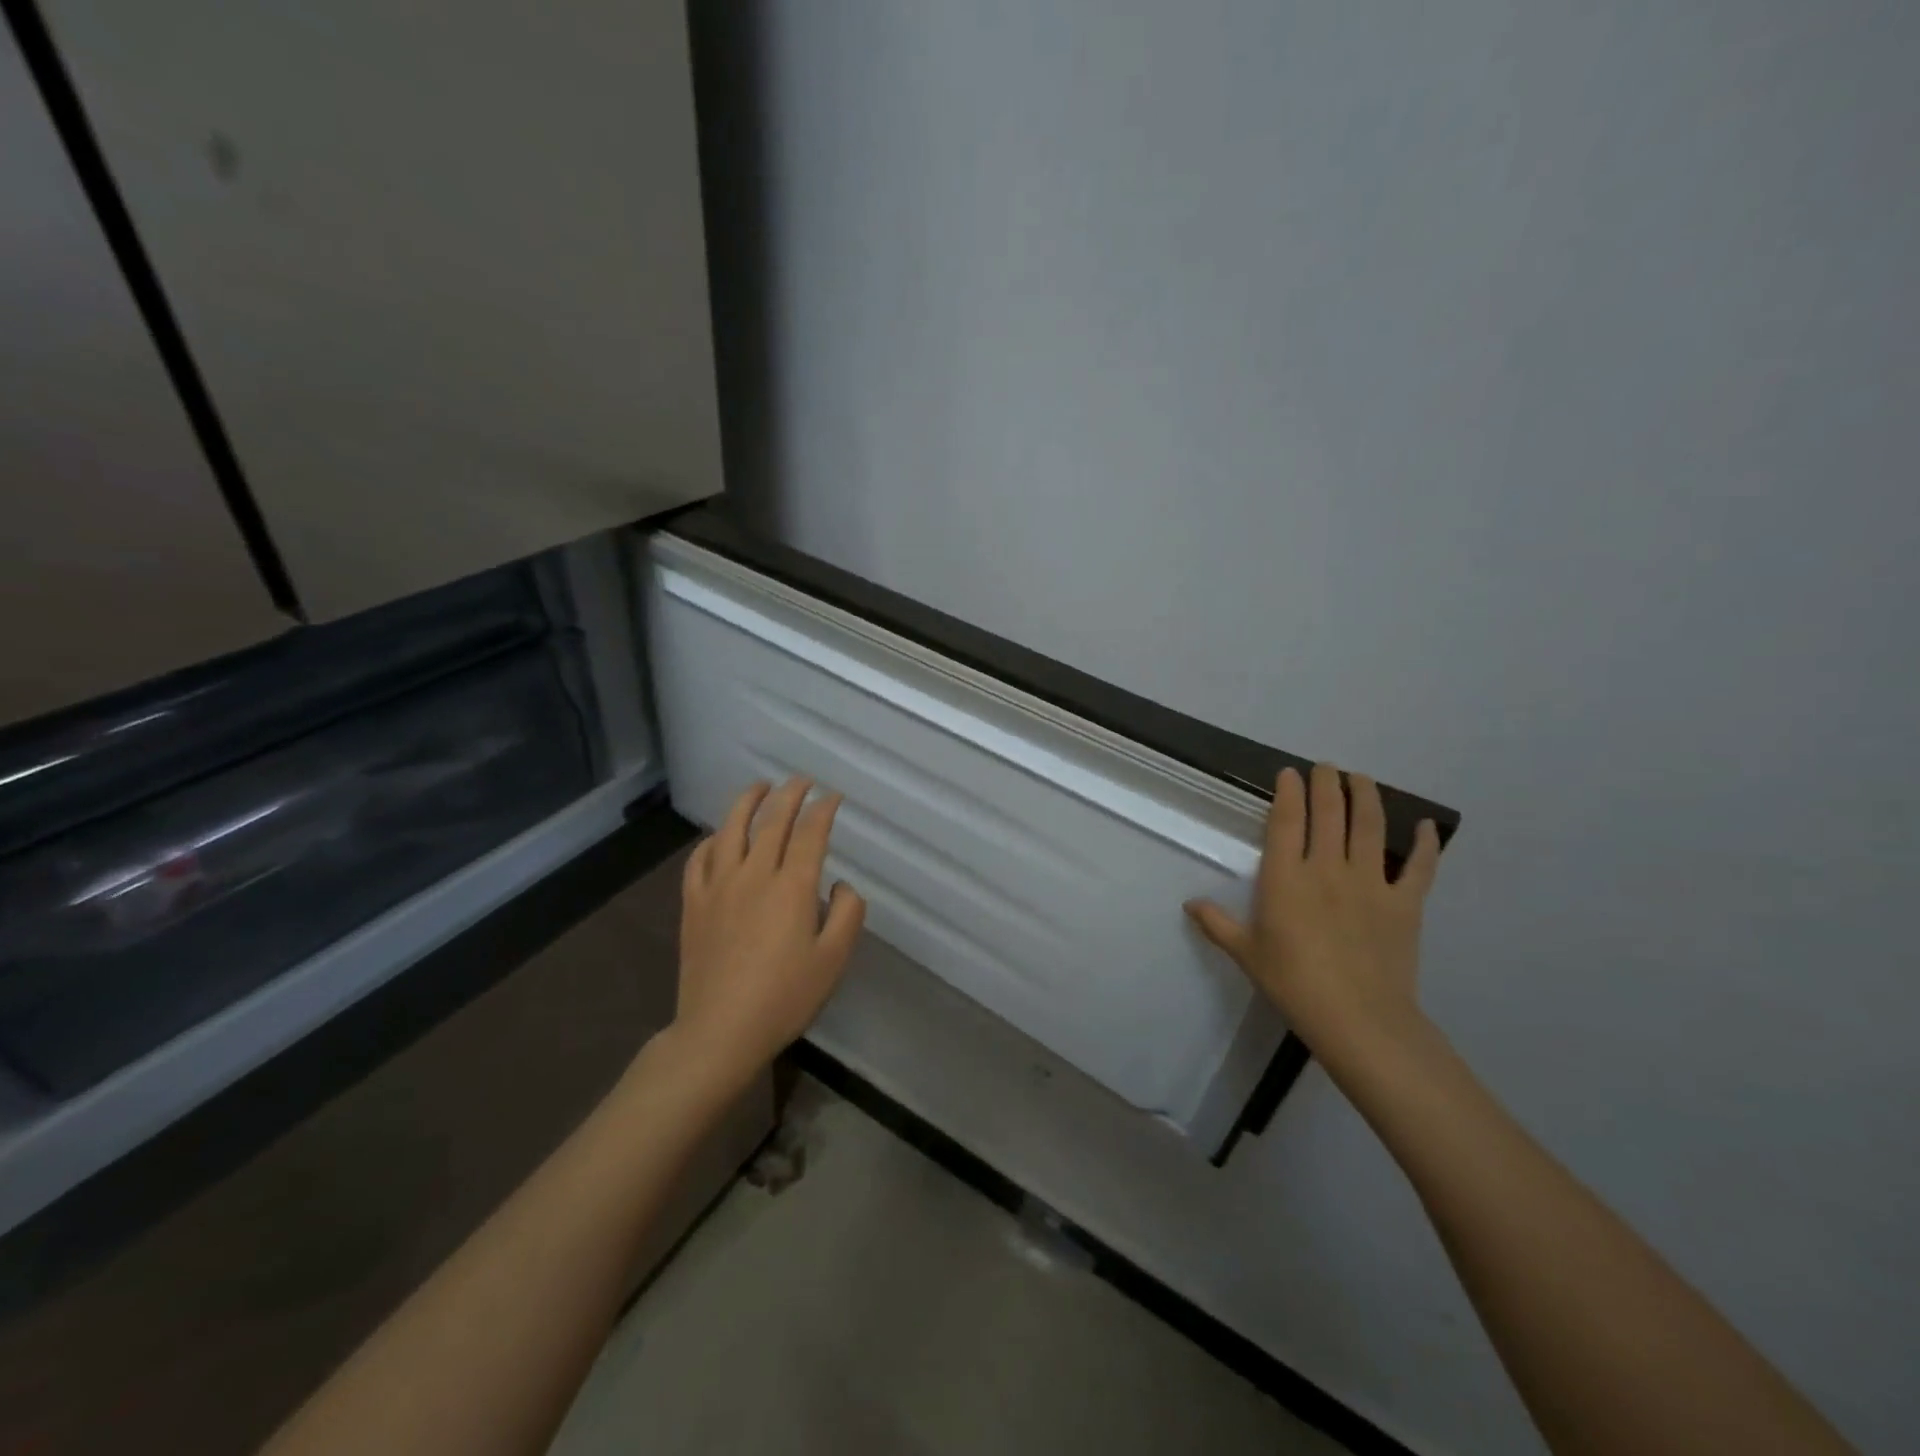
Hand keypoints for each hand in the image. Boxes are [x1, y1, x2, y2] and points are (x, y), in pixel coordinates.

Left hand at [671, 776, 866, 1087]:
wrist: (720, 1031)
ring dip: (748, 802)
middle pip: (772, 821)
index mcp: (793, 887)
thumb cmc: (784, 997)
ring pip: (731, 829)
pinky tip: (719, 836)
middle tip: (802, 781)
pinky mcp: (694, 904)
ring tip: (760, 787)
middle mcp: (755, 874)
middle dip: (790, 794)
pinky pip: (700, 859)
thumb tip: (839, 885)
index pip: (811, 832)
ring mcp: (719, 886)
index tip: (833, 797)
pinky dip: (713, 839)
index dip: (824, 809)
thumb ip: (848, 913)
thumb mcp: (834, 960)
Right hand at [1185, 763, 1441, 1069]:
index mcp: (1287, 878)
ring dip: (1366, 797)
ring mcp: (1371, 883)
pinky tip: (1425, 825)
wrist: (1358, 1020)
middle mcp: (1328, 869)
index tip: (1289, 773)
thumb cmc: (1293, 984)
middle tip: (1326, 766)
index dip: (1289, 793)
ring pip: (1370, 827)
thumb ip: (1218, 924)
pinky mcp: (1405, 904)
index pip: (1288, 822)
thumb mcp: (1246, 954)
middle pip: (1330, 814)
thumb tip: (1190, 904)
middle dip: (1327, 784)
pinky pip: (1420, 868)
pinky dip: (1424, 844)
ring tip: (1361, 778)